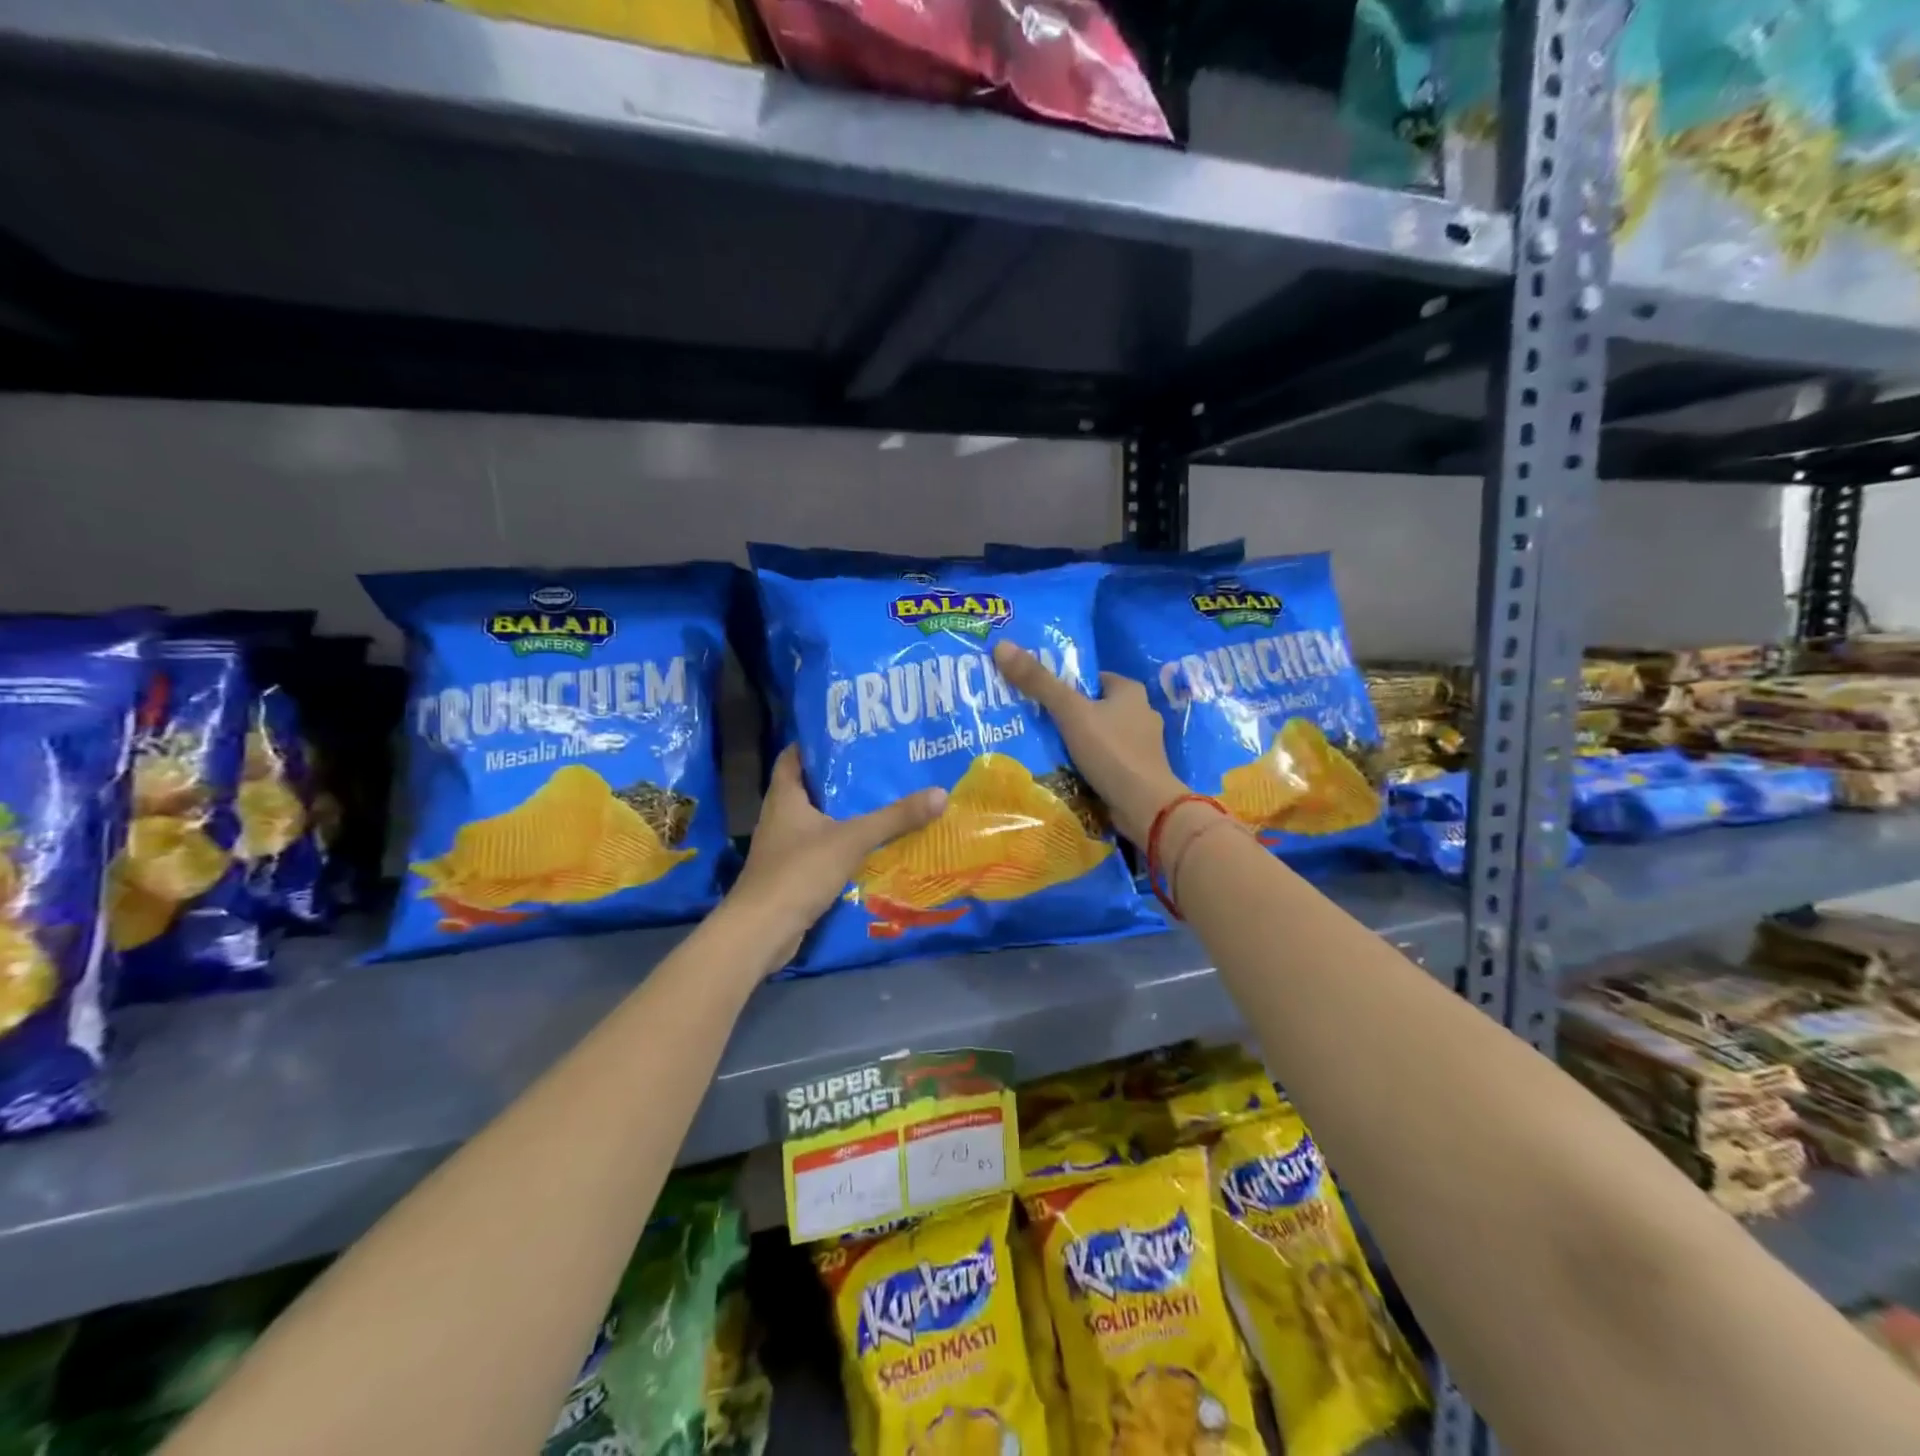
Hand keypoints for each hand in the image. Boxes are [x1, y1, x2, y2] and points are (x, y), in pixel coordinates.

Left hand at [728, 746, 947, 968]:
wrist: (762, 930)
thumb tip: (940, 794)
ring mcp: (782, 848)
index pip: (793, 757)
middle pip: (808, 788)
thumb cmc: (800, 871)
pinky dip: (839, 844)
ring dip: (841, 813)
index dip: (815, 744)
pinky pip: (818, 849)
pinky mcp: (790, 875)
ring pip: (814, 821)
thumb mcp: (852, 839)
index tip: (847, 735)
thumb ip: (894, 818)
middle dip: (838, 779)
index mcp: (784, 797)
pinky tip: (866, 846)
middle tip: (875, 767)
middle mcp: (779, 817)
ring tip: (878, 802)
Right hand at [992, 641, 1186, 845]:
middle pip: (1093, 707)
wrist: (1145, 807)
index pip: (1091, 678)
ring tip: (1041, 747)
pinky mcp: (1136, 773)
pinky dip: (1087, 764)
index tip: (1036, 694)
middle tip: (1031, 721)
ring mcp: (1140, 746)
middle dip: (1067, 714)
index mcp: (1130, 691)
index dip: (1064, 684)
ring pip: (1099, 736)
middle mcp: (1140, 714)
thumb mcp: (1071, 712)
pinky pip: (1104, 760)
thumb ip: (1038, 682)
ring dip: (1076, 741)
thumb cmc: (1111, 751)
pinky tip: (1064, 771)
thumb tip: (1002, 645)